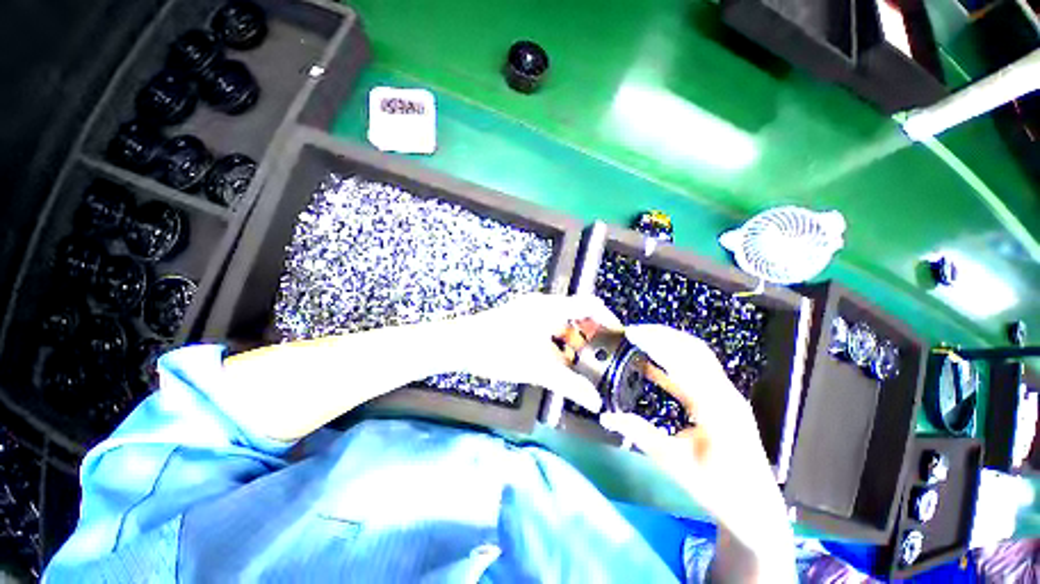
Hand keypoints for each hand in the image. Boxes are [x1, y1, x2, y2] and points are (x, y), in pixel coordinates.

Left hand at [456, 294, 621, 411]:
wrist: (461, 345)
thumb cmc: (501, 351)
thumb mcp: (538, 369)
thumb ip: (569, 385)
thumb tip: (595, 403)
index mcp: (551, 307)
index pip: (590, 304)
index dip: (608, 318)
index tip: (618, 337)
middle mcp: (543, 304)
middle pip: (576, 314)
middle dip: (590, 335)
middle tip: (601, 356)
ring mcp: (529, 310)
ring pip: (561, 322)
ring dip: (572, 340)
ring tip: (582, 362)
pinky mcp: (520, 318)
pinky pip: (547, 327)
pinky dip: (557, 342)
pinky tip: (558, 361)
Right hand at [599, 325, 792, 576]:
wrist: (754, 508)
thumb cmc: (718, 490)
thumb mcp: (675, 464)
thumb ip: (641, 435)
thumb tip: (607, 416)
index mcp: (717, 409)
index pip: (685, 363)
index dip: (657, 344)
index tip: (632, 334)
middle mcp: (726, 394)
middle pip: (695, 349)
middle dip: (663, 334)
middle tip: (633, 330)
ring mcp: (727, 394)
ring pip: (698, 355)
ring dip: (669, 341)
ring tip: (641, 337)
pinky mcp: (722, 398)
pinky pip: (697, 369)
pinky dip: (674, 359)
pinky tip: (653, 361)